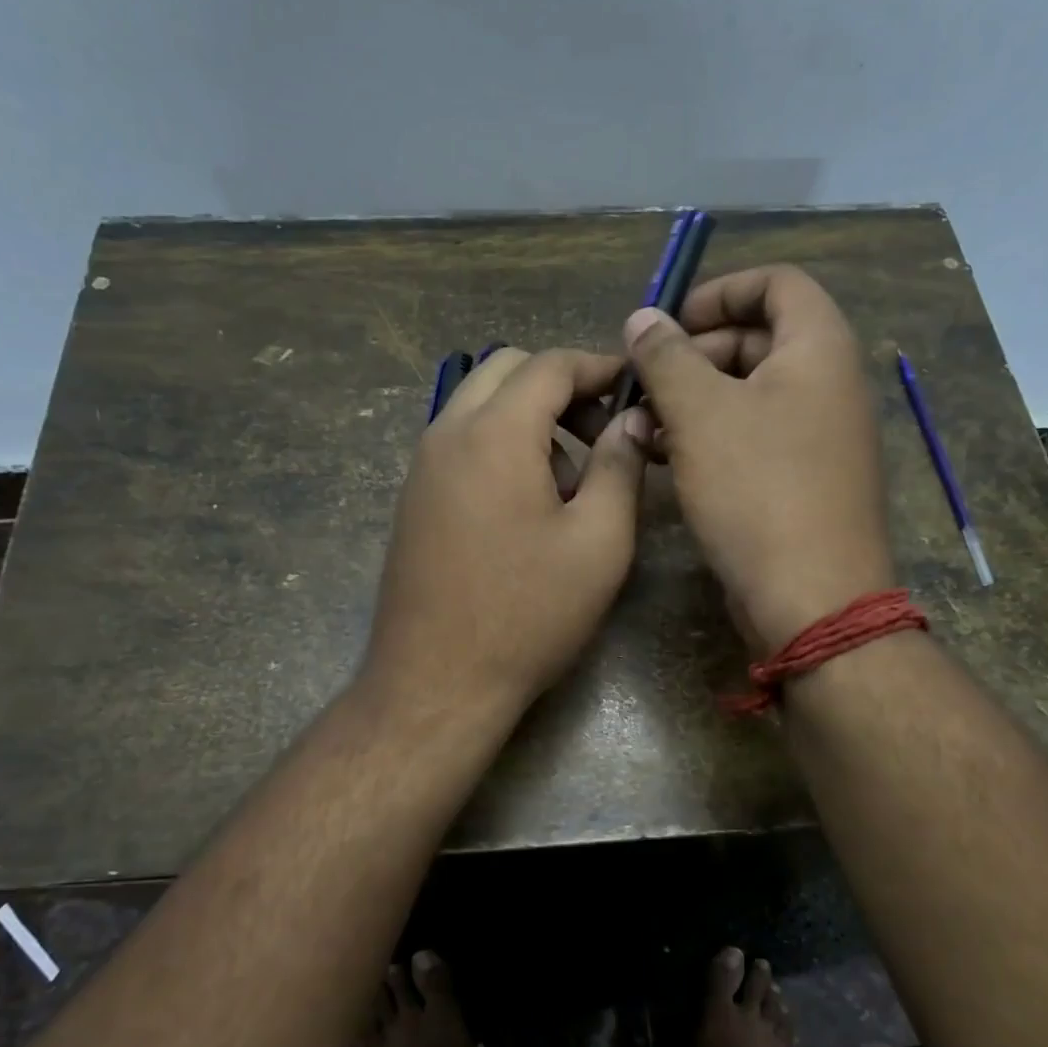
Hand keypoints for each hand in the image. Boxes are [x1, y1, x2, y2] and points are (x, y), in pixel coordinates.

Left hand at [365, 348, 649, 718]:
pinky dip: (499, 445)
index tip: (634, 387)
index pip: (549, 365)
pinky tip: (527, 504)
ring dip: (528, 418)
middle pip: (505, 372)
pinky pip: (460, 443)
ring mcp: (422, 467)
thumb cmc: (529, 613)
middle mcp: (447, 433)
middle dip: (560, 386)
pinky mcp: (413, 499)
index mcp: (495, 434)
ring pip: (479, 405)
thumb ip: (620, 466)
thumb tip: (632, 418)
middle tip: (601, 432)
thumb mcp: (599, 541)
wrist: (436, 681)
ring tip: (570, 480)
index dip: (598, 366)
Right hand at [623, 265, 893, 652]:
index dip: (720, 291)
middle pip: (758, 339)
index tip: (669, 323)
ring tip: (643, 425)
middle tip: (644, 383)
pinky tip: (665, 459)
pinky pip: (753, 438)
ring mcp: (818, 438)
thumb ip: (666, 357)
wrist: (811, 599)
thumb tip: (641, 318)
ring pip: (748, 395)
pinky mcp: (801, 481)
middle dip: (694, 353)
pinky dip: (710, 437)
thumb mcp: (700, 413)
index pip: (777, 283)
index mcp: (818, 350)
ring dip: (693, 400)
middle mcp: (828, 385)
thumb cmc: (757, 490)